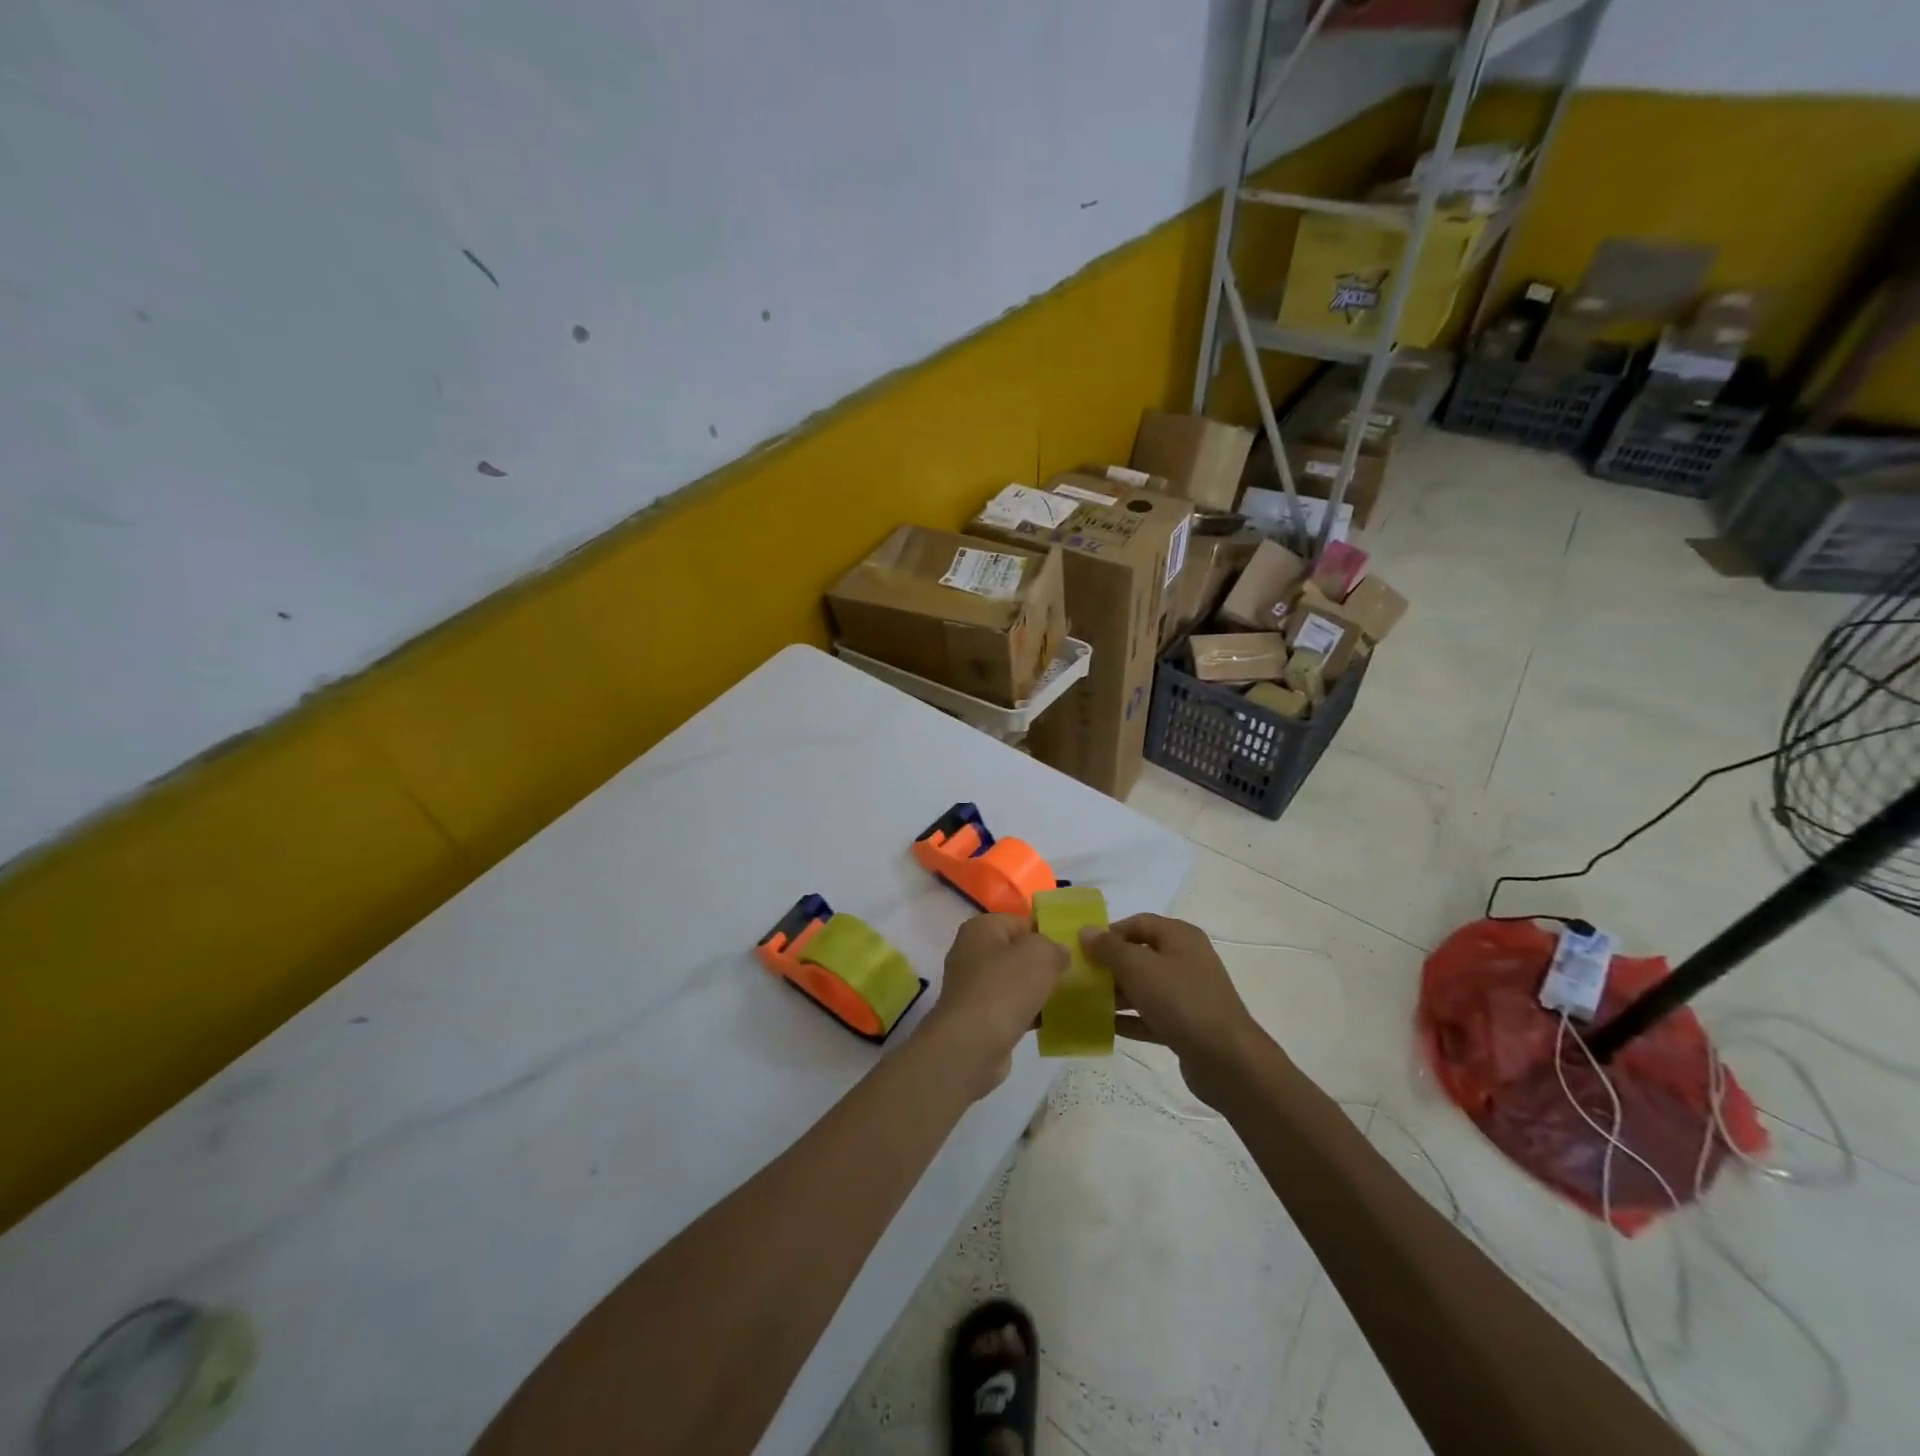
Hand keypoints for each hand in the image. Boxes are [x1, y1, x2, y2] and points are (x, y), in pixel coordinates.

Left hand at [921, 913, 1067, 1099]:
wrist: (971, 1046)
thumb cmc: (1004, 990)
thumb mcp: (1039, 955)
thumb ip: (1054, 946)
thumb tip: (1059, 952)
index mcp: (981, 928)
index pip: (1022, 922)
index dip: (1048, 934)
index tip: (1073, 951)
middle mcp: (972, 952)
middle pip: (1018, 952)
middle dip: (1045, 964)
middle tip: (1074, 975)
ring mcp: (973, 986)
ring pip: (1016, 981)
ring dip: (1038, 990)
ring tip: (1068, 999)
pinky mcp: (978, 1016)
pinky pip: (1011, 1006)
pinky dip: (1029, 1012)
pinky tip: (1051, 1022)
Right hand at [1080, 914, 1266, 1108]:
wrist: (1227, 1060)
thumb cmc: (1181, 1001)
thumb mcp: (1138, 968)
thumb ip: (1109, 948)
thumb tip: (1086, 931)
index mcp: (1180, 937)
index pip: (1138, 922)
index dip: (1109, 932)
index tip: (1082, 949)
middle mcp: (1186, 960)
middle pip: (1140, 954)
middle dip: (1110, 964)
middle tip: (1081, 977)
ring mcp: (1189, 994)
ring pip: (1145, 986)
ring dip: (1117, 993)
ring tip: (1086, 1002)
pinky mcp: (1187, 1025)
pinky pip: (1152, 1015)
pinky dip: (1131, 1018)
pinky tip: (1105, 1026)